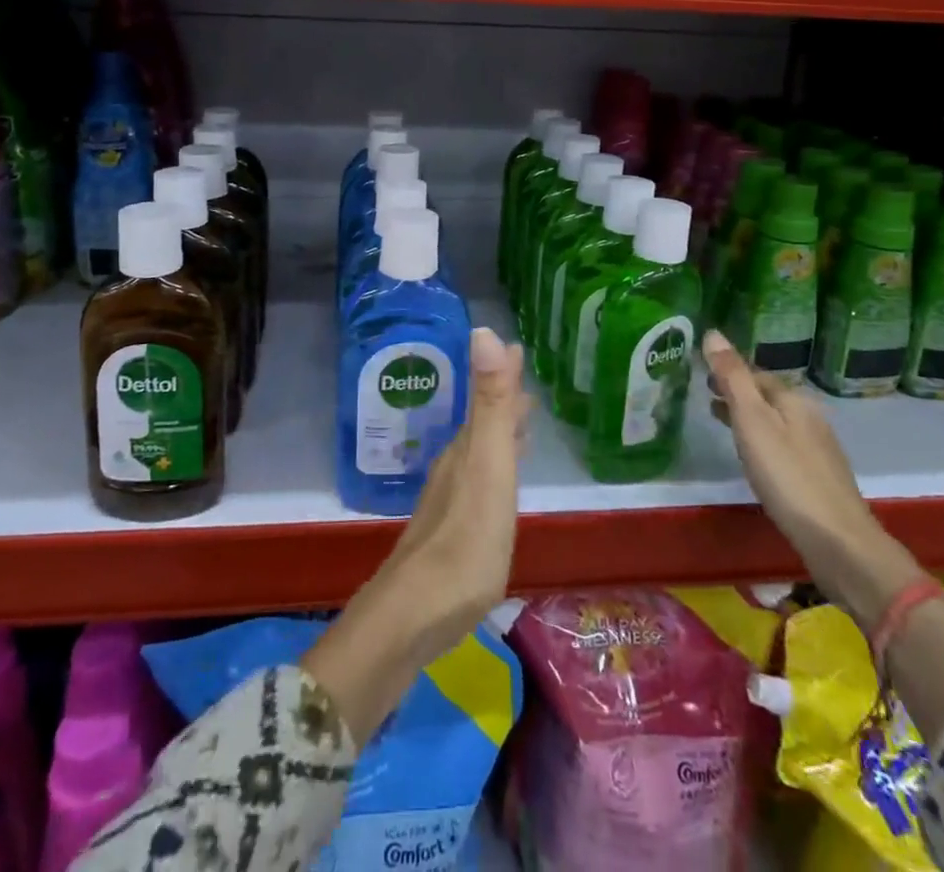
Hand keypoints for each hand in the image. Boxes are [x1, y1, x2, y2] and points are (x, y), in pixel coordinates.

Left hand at [374, 325, 530, 661]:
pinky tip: (497, 488)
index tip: (517, 347)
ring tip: (521, 427)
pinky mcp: (452, 534)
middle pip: (483, 423)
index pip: (487, 397)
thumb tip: (484, 330)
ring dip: (500, 434)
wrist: (416, 614)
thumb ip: (491, 404)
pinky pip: (480, 483)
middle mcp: (456, 467)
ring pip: (481, 453)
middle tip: (527, 385)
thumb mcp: (488, 466)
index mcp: (467, 449)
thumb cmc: (465, 539)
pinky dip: (496, 470)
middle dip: (504, 401)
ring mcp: (450, 502)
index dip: (503, 372)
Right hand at [703, 329, 917, 626]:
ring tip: (719, 419)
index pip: (755, 372)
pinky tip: (753, 455)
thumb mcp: (752, 421)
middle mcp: (809, 416)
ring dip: (747, 414)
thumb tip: (713, 332)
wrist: (838, 541)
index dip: (728, 370)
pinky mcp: (818, 476)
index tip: (701, 371)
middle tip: (705, 392)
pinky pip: (782, 443)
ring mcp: (817, 448)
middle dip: (738, 391)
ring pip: (775, 420)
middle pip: (767, 395)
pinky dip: (761, 437)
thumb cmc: (787, 475)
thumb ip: (733, 377)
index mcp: (793, 399)